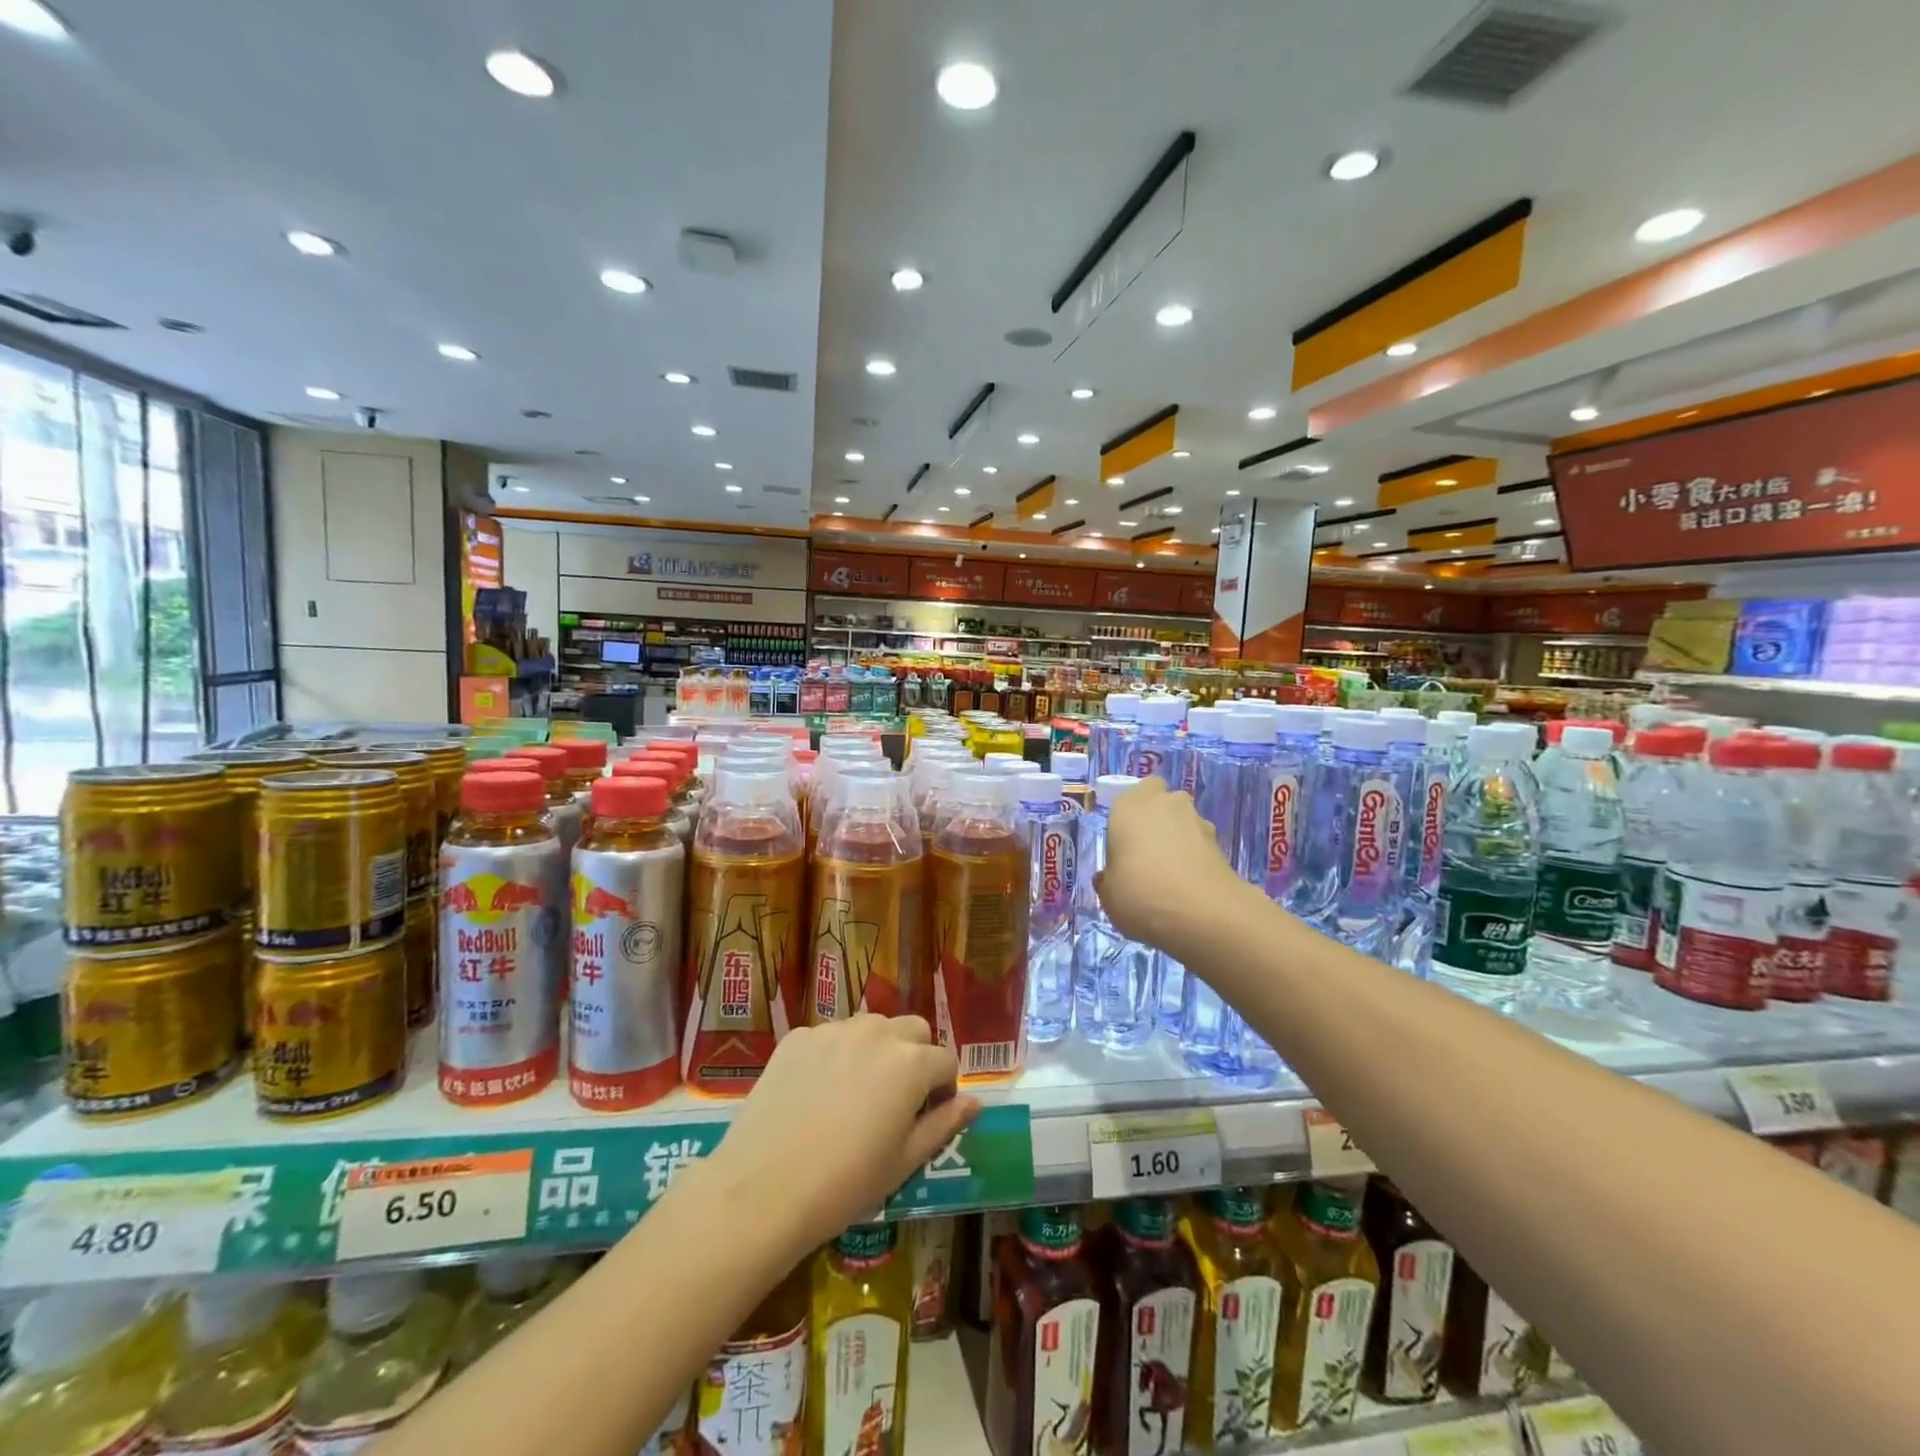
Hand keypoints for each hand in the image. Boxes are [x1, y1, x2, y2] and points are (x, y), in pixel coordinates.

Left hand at [710, 1015, 978, 1250]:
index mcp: (910, 1062)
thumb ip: (944, 1124)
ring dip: (876, 1050)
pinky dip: (835, 1055)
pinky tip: (816, 1094)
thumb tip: (974, 1102)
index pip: (945, 1061)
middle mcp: (876, 1033)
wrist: (762, 1190)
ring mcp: (833, 1030)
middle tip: (896, 1100)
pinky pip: (830, 1037)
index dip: (943, 1089)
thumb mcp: (904, 1161)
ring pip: (871, 1028)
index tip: (927, 1116)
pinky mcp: (797, 1037)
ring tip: (855, 1094)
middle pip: (913, 1030)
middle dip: (915, 1058)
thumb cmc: (845, 1184)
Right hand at [1097, 777, 1243, 951]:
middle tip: (1146, 854)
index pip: (1132, 793)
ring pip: (1184, 823)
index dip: (1130, 814)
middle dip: (1157, 821)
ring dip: (1178, 840)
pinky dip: (1195, 859)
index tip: (1124, 839)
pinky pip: (1201, 846)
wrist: (1203, 915)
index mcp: (1130, 805)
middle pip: (1162, 803)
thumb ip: (1108, 878)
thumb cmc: (1140, 893)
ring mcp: (1199, 821)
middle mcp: (1166, 803)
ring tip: (1169, 876)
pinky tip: (1187, 887)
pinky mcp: (1222, 845)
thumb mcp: (1108, 894)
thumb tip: (1110, 877)